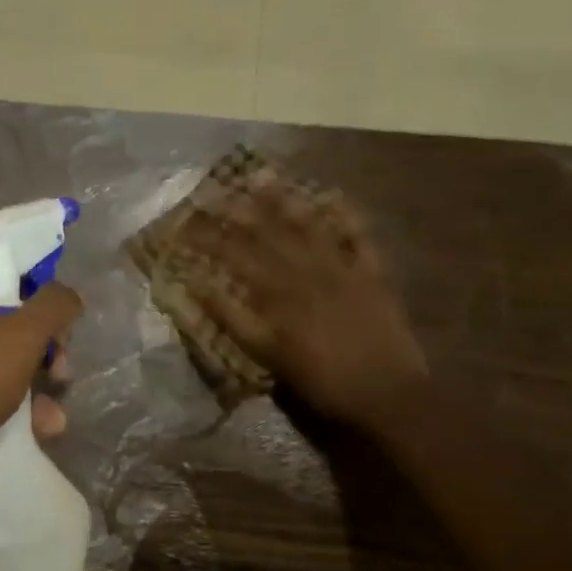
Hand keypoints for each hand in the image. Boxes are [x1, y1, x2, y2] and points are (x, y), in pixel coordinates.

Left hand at [0, 276, 82, 502]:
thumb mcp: (20, 336)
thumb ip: (53, 307)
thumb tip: (69, 296)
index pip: (2, 282)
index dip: (39, 303)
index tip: (61, 333)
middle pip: (4, 326)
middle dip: (42, 353)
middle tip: (61, 374)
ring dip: (34, 388)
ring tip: (53, 416)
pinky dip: (10, 410)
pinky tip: (38, 431)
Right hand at [185, 171, 426, 429]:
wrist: (388, 395)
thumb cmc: (322, 380)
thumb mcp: (268, 355)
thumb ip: (232, 319)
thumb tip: (196, 286)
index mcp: (278, 292)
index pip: (233, 255)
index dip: (206, 236)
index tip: (183, 222)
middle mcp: (306, 270)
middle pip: (266, 231)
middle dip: (236, 208)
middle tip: (214, 188)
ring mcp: (342, 268)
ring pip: (308, 225)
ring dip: (284, 199)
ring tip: (263, 175)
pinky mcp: (371, 275)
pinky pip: (358, 238)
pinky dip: (347, 216)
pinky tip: (334, 196)